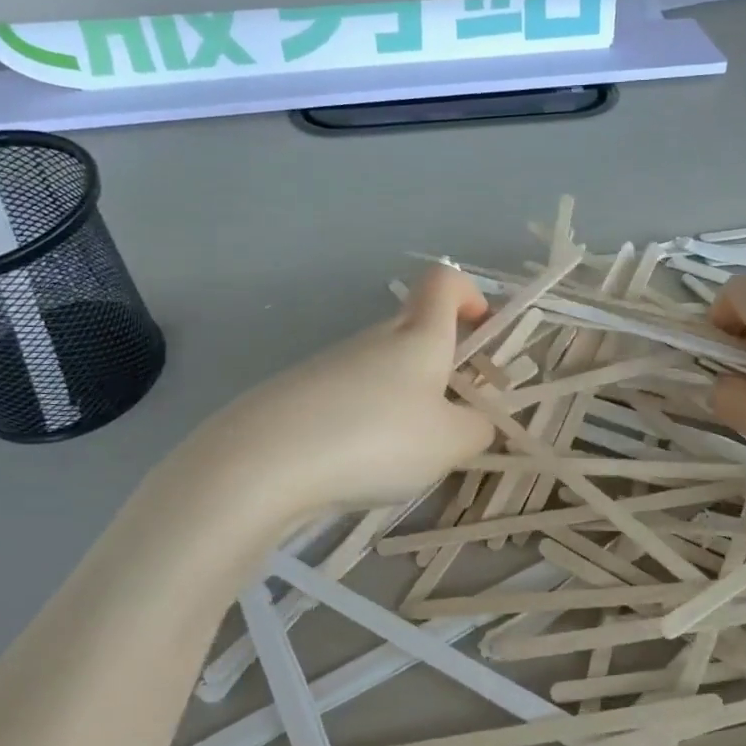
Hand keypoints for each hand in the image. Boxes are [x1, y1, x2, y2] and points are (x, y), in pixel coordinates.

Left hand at [185, 266, 496, 517]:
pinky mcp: (298, 391)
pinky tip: (355, 463)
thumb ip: (477, 429)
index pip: (443, 282)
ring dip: (402, 399)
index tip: (481, 329)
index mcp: (418, 337)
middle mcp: (374, 338)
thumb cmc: (376, 438)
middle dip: (441, 365)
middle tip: (451, 416)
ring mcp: (331, 363)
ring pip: (381, 369)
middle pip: (414, 331)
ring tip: (402, 456)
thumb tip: (476, 421)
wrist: (265, 460)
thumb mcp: (449, 443)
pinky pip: (348, 396)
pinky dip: (364, 420)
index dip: (468, 294)